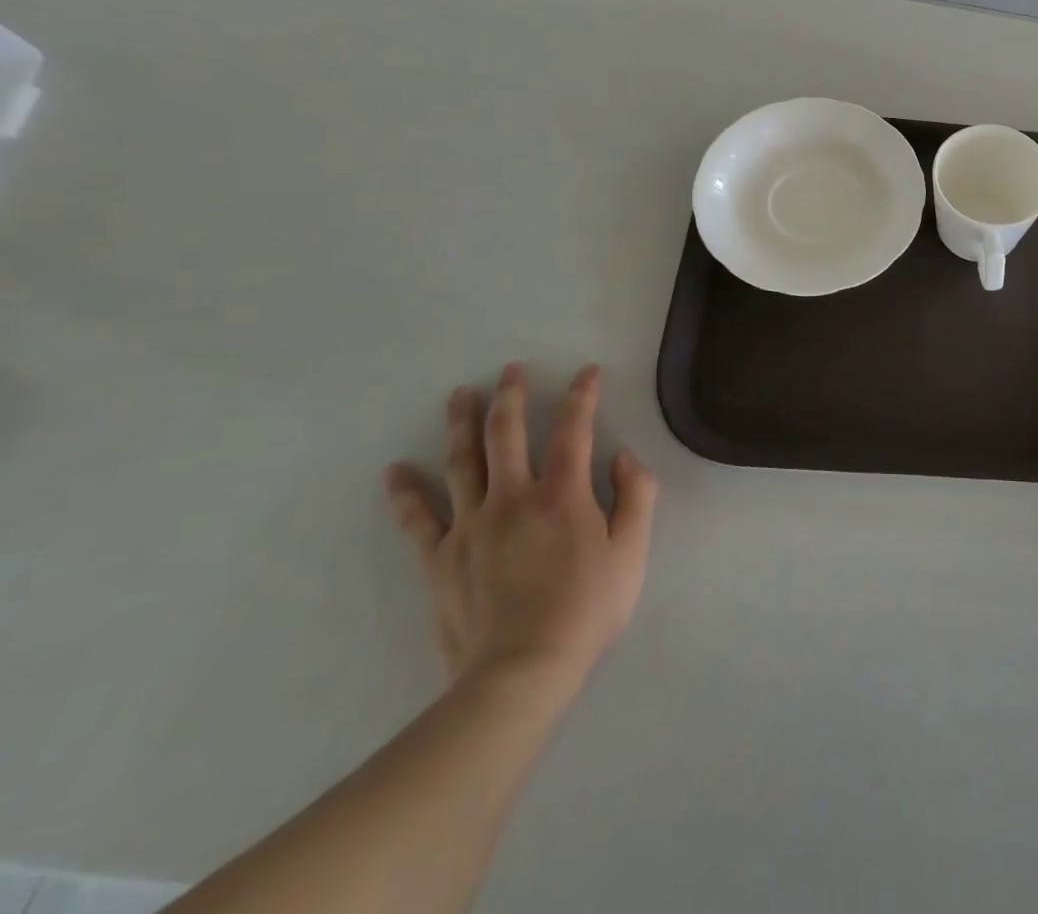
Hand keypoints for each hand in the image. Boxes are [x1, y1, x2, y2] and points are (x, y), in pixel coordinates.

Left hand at [384, 363, 657, 694]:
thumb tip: (623, 457)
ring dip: (462, 424)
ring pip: (463, 463)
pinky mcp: (440, 560)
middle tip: (509, 370)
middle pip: (507, 434)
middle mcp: (513, 498)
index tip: (587, 372)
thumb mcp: (633, 551)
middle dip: (511, 396)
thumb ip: (636, 496)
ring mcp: (471, 527)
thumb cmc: (588, 609)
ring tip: (460, 395)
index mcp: (563, 494)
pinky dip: (406, 493)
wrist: (522, 672)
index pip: (573, 429)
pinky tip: (395, 471)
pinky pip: (418, 520)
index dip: (582, 395)